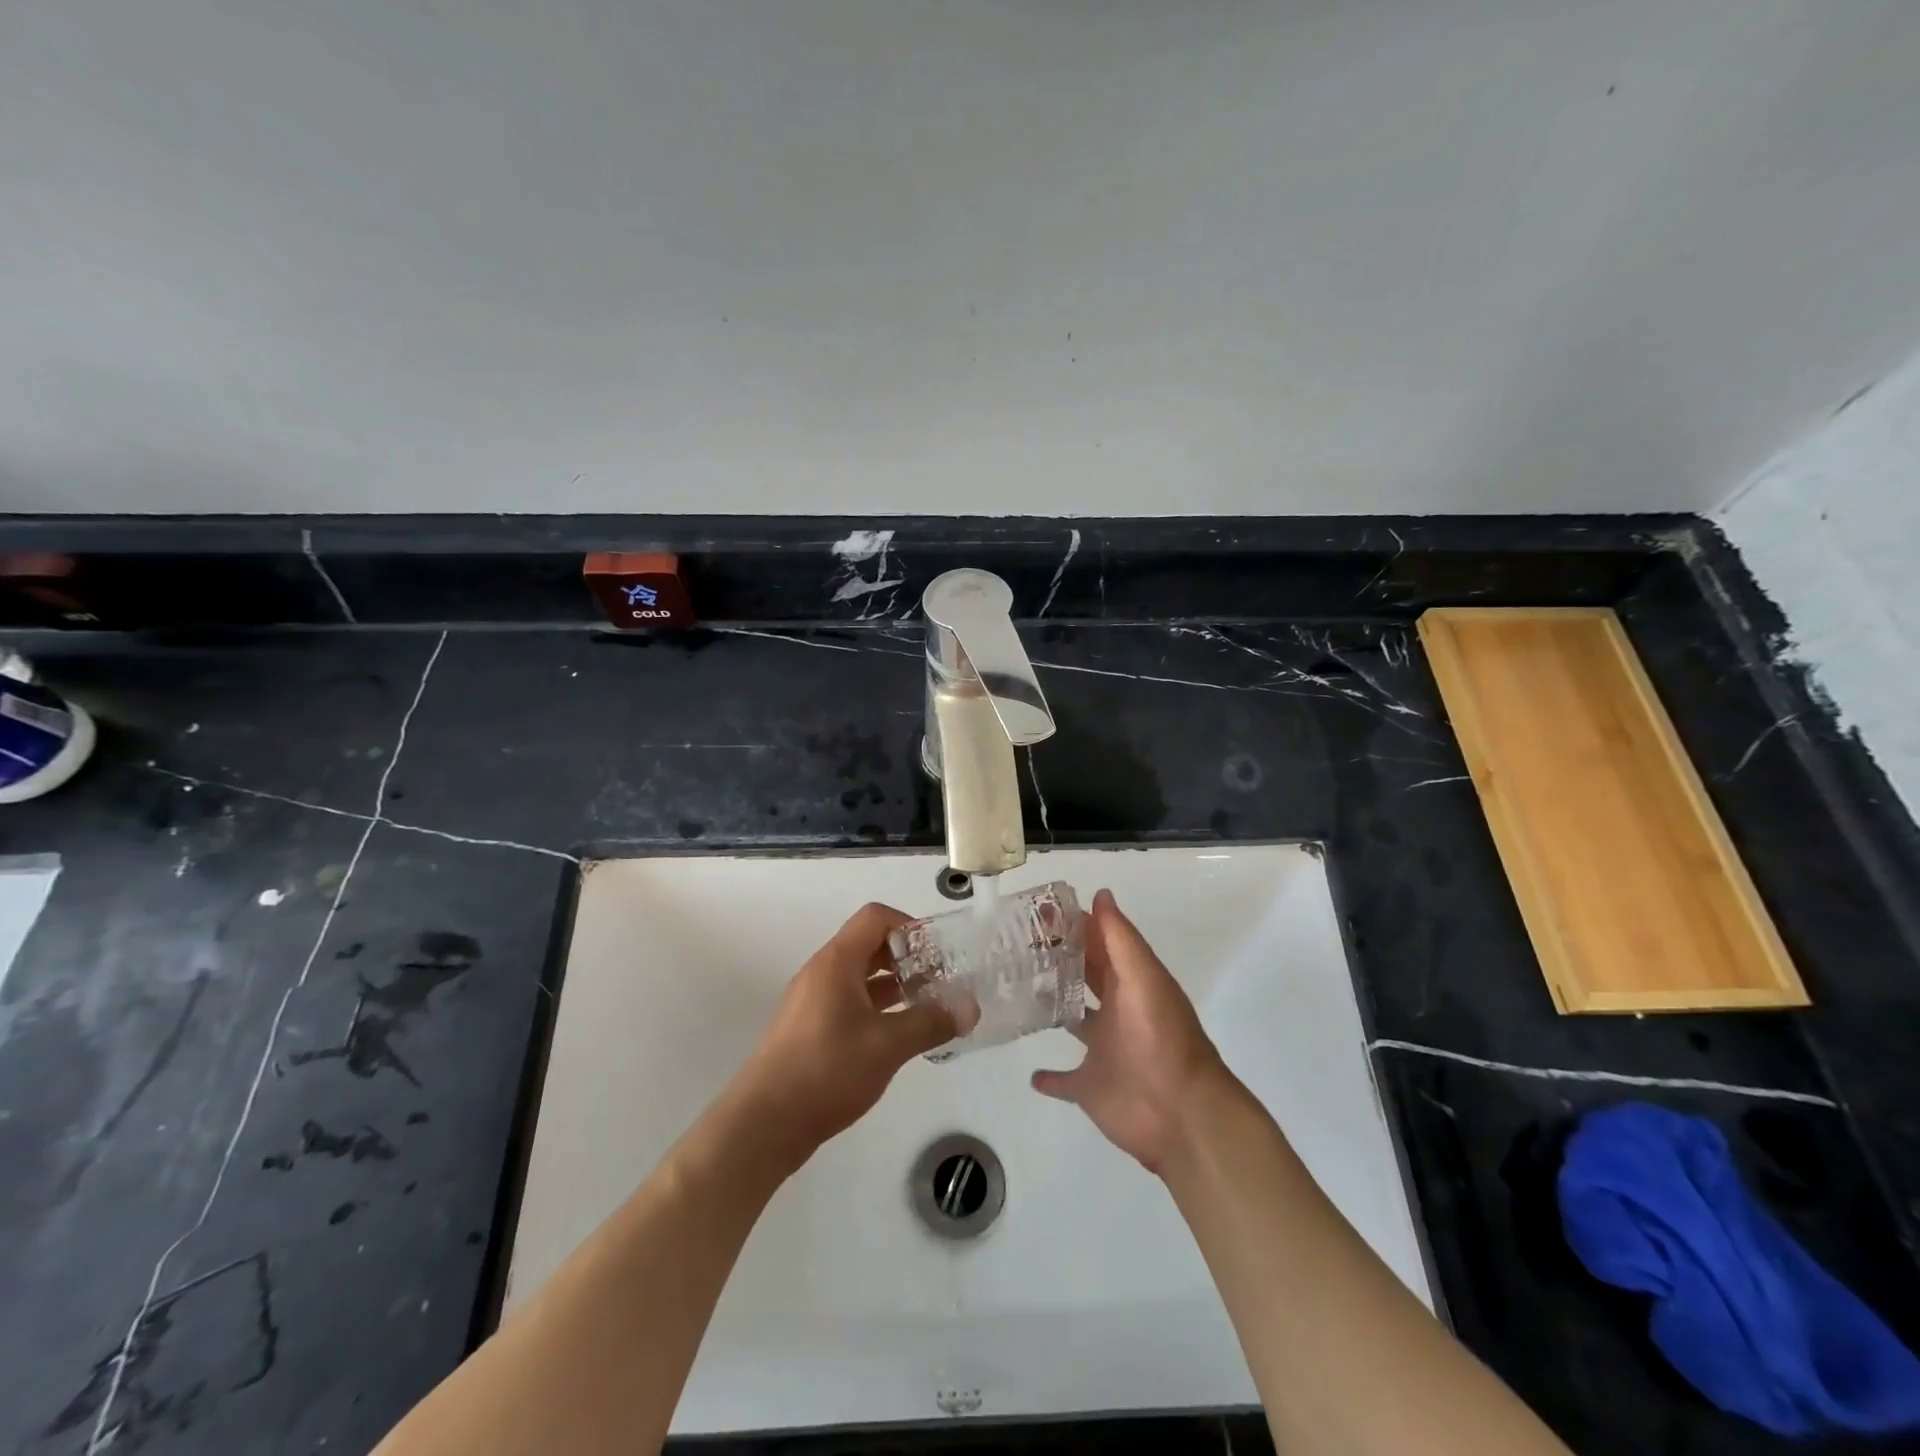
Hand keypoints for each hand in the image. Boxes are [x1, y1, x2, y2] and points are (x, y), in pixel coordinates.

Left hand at [733, 903, 959, 1156]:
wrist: (764, 1123)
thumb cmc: (827, 1070)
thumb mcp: (888, 1045)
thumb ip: (931, 1022)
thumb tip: (971, 1008)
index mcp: (837, 962)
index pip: (876, 918)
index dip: (910, 926)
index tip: (938, 953)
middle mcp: (822, 972)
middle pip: (869, 945)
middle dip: (907, 957)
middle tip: (940, 980)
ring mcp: (812, 1001)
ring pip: (860, 976)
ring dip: (894, 984)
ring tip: (927, 1007)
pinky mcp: (808, 1029)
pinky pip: (849, 1001)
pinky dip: (877, 1007)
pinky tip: (898, 1035)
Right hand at [1031, 889, 1230, 1175]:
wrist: (1182, 1115)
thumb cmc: (1161, 1040)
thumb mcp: (1143, 980)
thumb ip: (1119, 939)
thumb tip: (1100, 893)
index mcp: (1130, 982)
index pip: (1100, 943)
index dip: (1076, 925)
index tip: (1038, 910)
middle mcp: (1116, 1011)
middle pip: (1086, 977)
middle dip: (1060, 960)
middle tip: (1017, 943)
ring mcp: (1103, 1050)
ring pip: (1073, 1021)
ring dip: (1053, 1007)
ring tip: (1015, 990)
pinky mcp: (1090, 1088)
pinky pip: (1065, 1081)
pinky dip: (1050, 1078)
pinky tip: (1031, 1073)